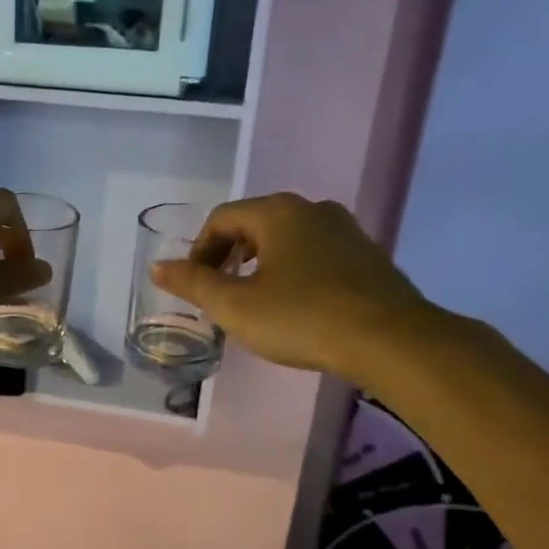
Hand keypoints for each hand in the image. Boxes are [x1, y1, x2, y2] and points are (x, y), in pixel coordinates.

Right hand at [151, 193, 445, 381]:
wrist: (390, 340)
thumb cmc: (302, 317)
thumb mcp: (236, 306)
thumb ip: (193, 284)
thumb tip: (159, 267)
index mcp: (277, 212)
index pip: (222, 219)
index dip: (199, 251)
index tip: (196, 288)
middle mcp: (312, 209)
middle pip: (254, 225)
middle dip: (230, 257)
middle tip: (221, 296)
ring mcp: (345, 230)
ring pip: (287, 240)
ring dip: (261, 266)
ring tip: (256, 304)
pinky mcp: (367, 256)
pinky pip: (316, 255)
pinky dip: (294, 273)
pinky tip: (297, 308)